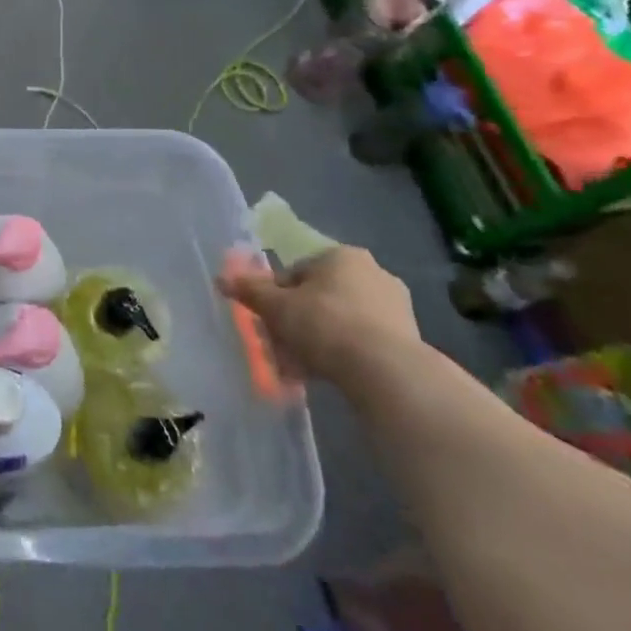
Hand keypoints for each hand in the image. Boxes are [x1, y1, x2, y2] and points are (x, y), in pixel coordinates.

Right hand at [217, 244, 422, 389]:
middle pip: (318, 296)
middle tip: (279, 345)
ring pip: (339, 321)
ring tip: (298, 367)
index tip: (267, 320)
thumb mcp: (275, 306)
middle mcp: (373, 273)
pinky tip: (325, 374)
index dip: (275, 296)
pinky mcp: (409, 340)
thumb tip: (222, 279)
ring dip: (317, 340)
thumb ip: (249, 290)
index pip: (295, 272)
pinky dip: (342, 354)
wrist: (387, 373)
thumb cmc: (325, 324)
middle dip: (296, 320)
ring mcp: (396, 308)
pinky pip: (362, 342)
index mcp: (341, 256)